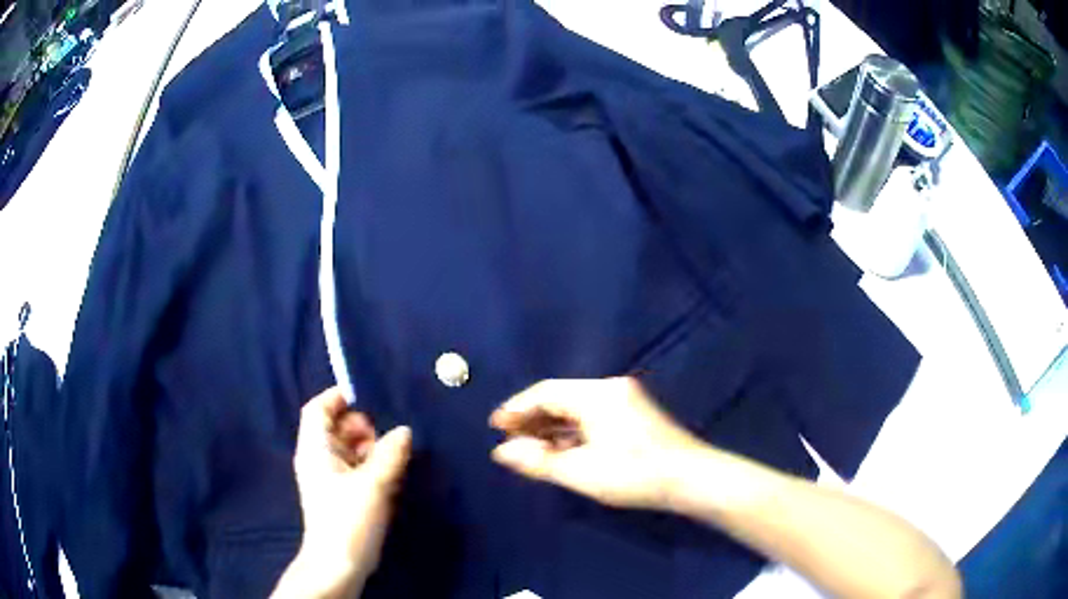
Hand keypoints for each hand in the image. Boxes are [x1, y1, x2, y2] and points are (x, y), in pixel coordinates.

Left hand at [275, 388, 411, 597]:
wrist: (340, 563)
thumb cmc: (349, 518)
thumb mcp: (373, 483)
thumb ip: (390, 453)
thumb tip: (404, 431)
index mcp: (315, 448)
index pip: (318, 408)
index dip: (338, 398)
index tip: (369, 399)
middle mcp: (318, 458)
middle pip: (336, 427)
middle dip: (363, 427)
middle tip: (388, 438)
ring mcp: (329, 477)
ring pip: (349, 449)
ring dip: (372, 449)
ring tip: (395, 459)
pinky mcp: (342, 494)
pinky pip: (356, 468)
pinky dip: (372, 466)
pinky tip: (391, 477)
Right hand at [489, 377, 699, 509]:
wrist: (691, 479)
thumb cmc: (634, 474)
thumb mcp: (580, 471)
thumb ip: (538, 461)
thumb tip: (501, 452)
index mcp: (597, 394)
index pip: (545, 392)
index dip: (517, 408)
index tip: (495, 427)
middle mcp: (610, 389)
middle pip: (561, 398)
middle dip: (532, 419)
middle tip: (508, 440)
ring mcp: (625, 401)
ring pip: (576, 408)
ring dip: (552, 427)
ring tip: (529, 448)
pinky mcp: (633, 415)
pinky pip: (592, 417)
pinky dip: (572, 432)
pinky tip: (560, 450)